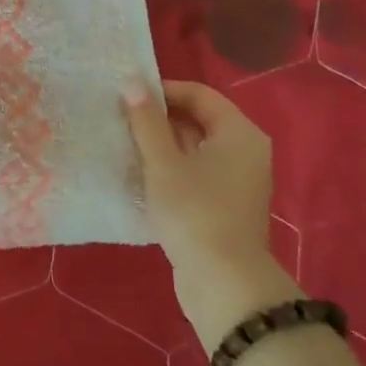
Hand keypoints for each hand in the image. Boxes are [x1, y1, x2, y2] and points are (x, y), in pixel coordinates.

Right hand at [123, 79, 274, 269]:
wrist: (223, 282)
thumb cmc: (194, 212)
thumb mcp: (163, 163)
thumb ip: (147, 121)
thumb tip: (132, 83)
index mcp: (239, 133)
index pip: (199, 94)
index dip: (163, 90)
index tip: (126, 97)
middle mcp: (245, 151)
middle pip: (199, 119)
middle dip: (159, 117)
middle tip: (121, 119)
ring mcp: (237, 180)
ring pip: (195, 147)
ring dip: (162, 143)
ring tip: (125, 144)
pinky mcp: (225, 204)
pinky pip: (196, 171)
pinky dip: (171, 166)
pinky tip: (142, 174)